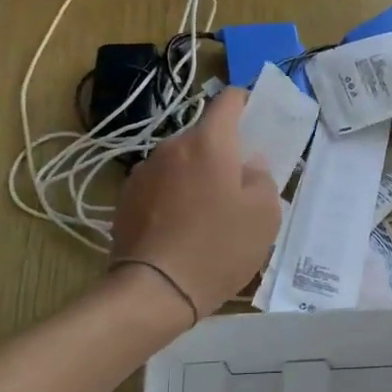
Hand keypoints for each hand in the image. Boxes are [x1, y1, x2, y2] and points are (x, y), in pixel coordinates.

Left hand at [110, 89, 281, 317]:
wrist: (155, 290)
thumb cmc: (219, 247)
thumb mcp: (265, 215)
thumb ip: (263, 179)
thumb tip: (249, 166)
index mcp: (209, 143)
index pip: (228, 100)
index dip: (246, 103)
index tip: (258, 120)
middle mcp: (172, 147)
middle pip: (204, 136)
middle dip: (223, 152)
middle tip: (240, 184)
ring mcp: (144, 172)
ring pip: (181, 162)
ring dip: (197, 175)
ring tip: (208, 212)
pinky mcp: (126, 199)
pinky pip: (161, 186)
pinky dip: (175, 196)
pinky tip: (183, 228)